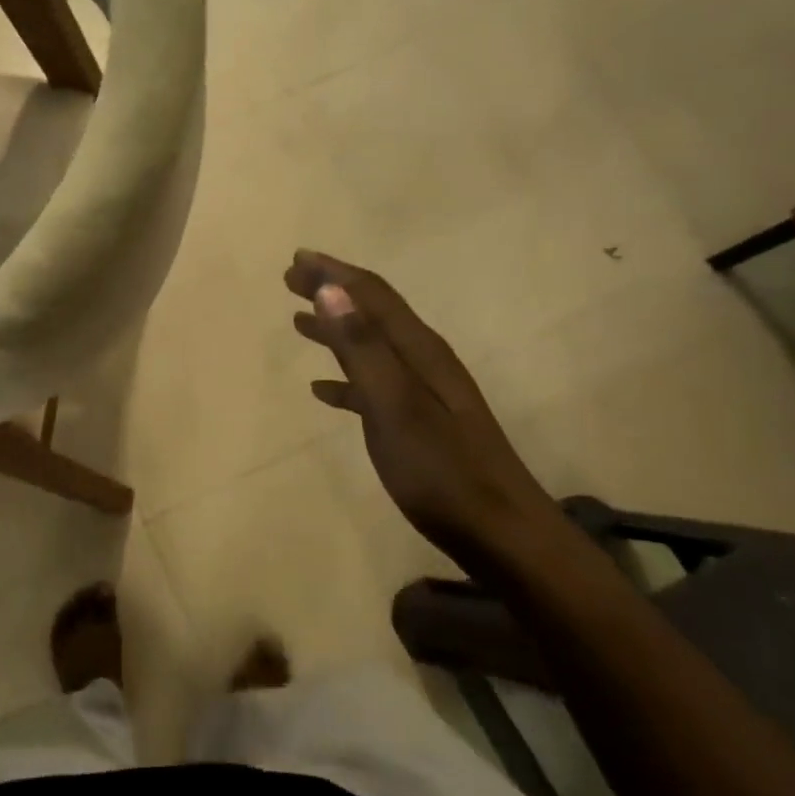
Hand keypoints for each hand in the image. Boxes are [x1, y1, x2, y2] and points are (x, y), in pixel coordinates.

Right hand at [286, 249, 567, 572]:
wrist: (503, 536)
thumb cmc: (442, 472)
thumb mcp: (395, 407)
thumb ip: (362, 348)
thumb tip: (329, 290)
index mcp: (420, 352)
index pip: (372, 296)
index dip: (334, 274)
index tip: (297, 259)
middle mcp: (424, 363)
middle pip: (373, 314)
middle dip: (333, 293)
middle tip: (290, 281)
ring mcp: (425, 394)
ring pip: (372, 347)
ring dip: (336, 330)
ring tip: (299, 323)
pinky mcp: (420, 424)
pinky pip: (373, 386)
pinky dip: (345, 377)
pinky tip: (323, 389)